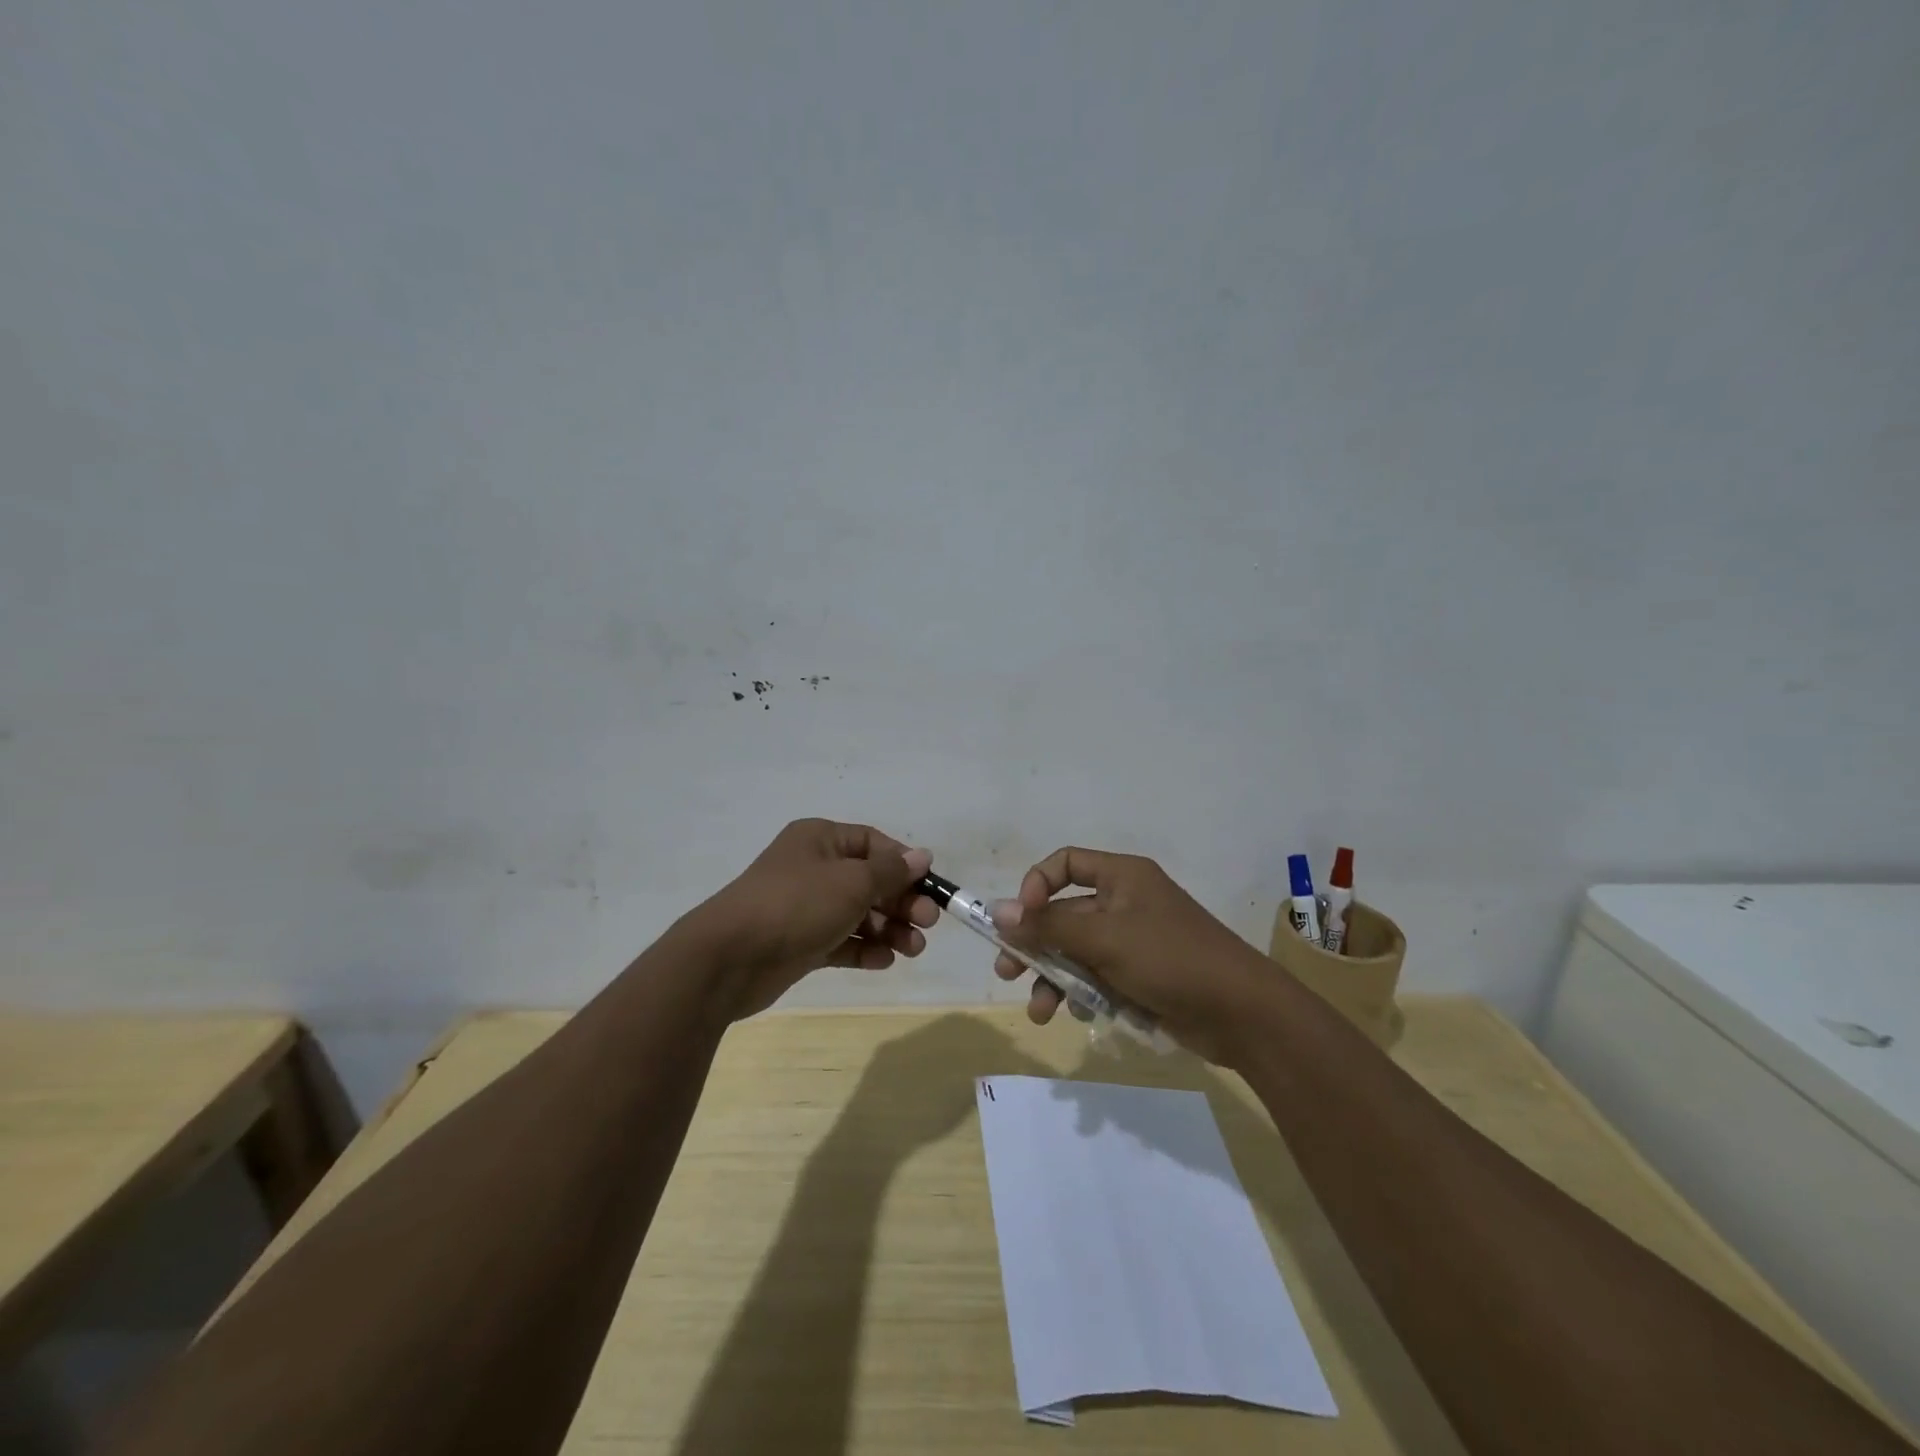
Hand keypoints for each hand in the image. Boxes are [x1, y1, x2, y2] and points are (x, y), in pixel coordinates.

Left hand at [688, 819, 939, 1019]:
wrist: (729, 958)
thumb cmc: (797, 905)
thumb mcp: (852, 882)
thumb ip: (891, 871)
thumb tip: (922, 856)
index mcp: (821, 839)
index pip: (873, 844)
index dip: (904, 864)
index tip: (929, 887)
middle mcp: (813, 868)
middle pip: (869, 880)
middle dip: (901, 901)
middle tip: (927, 923)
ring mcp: (805, 907)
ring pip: (858, 913)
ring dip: (888, 929)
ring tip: (913, 950)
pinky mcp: (800, 942)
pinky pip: (841, 940)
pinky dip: (863, 948)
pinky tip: (884, 961)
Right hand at [988, 847, 1271, 1065]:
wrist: (1242, 1013)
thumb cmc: (1170, 959)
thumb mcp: (1104, 939)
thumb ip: (1048, 926)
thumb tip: (996, 912)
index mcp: (1122, 877)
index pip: (1066, 863)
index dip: (1037, 886)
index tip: (1021, 918)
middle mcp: (1125, 902)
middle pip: (1065, 913)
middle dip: (1036, 943)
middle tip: (1009, 971)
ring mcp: (1134, 941)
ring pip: (1078, 952)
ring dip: (1054, 978)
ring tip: (1041, 1011)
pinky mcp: (1141, 977)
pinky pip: (1098, 977)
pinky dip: (1083, 994)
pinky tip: (1081, 1015)